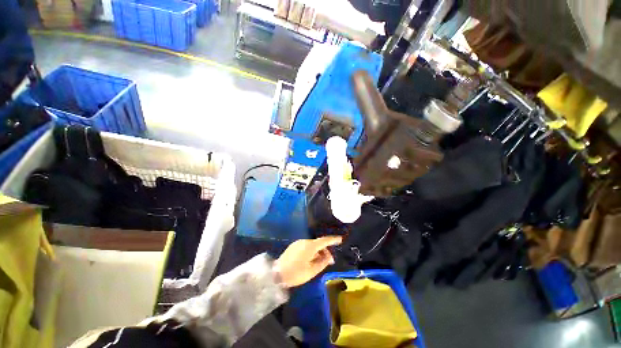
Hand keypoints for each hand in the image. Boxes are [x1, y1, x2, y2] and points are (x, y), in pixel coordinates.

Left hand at [274, 236, 342, 287]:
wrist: (276, 274)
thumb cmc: (296, 273)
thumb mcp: (312, 271)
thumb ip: (322, 262)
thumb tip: (329, 257)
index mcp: (310, 246)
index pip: (324, 240)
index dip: (333, 240)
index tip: (340, 239)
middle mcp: (304, 241)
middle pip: (318, 243)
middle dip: (325, 250)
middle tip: (329, 261)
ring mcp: (298, 243)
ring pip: (312, 245)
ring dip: (318, 252)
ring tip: (320, 262)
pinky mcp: (293, 246)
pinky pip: (306, 247)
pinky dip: (311, 252)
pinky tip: (311, 260)